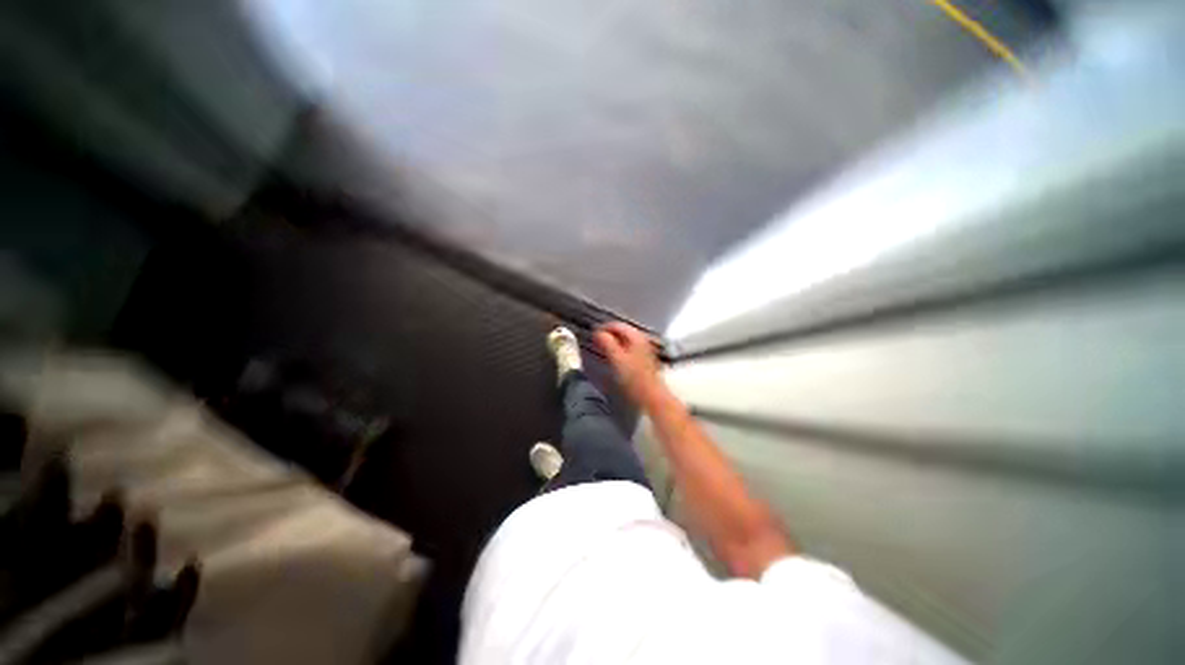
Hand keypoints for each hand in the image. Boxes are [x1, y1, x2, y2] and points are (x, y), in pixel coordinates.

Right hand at [594, 322, 663, 406]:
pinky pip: (628, 351)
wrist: (650, 397)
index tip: (592, 336)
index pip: (616, 325)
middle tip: (595, 344)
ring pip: (625, 342)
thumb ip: (606, 343)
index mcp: (636, 336)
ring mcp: (644, 351)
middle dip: (607, 336)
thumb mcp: (616, 358)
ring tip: (602, 352)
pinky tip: (614, 361)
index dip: (602, 329)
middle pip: (621, 332)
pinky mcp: (644, 362)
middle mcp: (642, 340)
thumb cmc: (633, 378)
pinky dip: (619, 352)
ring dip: (613, 344)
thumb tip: (597, 332)